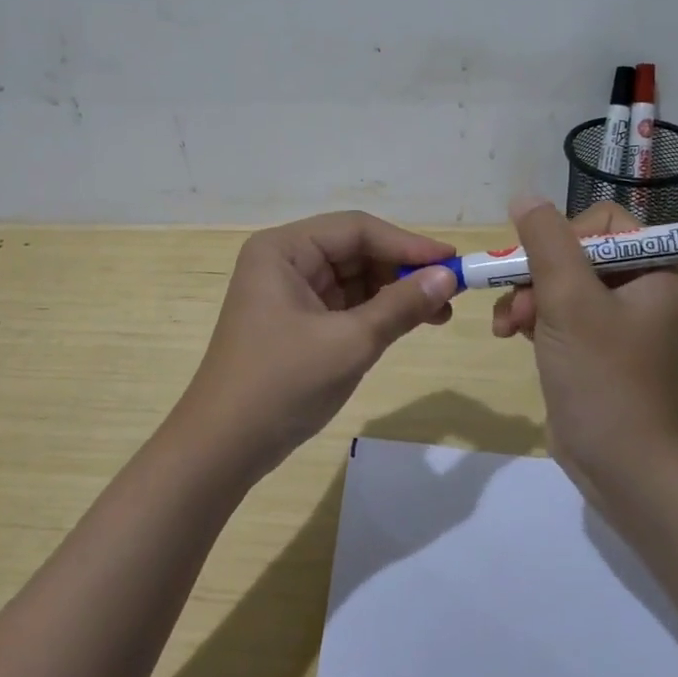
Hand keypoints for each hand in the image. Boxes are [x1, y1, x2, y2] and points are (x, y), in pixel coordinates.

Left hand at [175, 212, 460, 478]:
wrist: (224, 447)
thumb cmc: (282, 383)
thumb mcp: (350, 342)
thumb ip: (401, 305)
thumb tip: (448, 276)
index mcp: (283, 250)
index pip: (356, 229)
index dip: (407, 244)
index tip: (453, 262)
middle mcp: (284, 261)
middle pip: (355, 250)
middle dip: (402, 270)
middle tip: (451, 291)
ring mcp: (288, 293)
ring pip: (353, 278)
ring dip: (394, 292)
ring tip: (439, 313)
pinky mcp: (296, 322)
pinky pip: (344, 304)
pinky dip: (376, 312)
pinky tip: (409, 323)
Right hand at [493, 197, 677, 475]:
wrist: (617, 462)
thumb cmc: (601, 375)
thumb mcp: (569, 299)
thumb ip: (545, 241)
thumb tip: (524, 196)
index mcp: (657, 269)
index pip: (604, 223)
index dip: (564, 237)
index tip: (541, 266)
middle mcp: (642, 286)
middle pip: (574, 250)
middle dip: (537, 275)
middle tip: (518, 305)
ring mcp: (616, 317)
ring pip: (558, 280)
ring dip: (526, 298)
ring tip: (508, 327)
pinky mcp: (592, 342)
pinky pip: (556, 309)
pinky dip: (531, 317)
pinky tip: (511, 335)